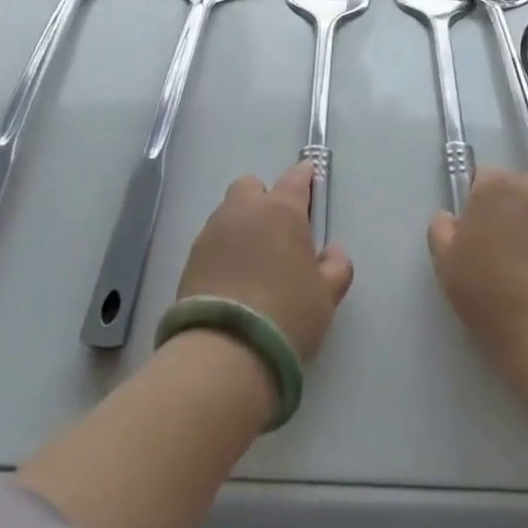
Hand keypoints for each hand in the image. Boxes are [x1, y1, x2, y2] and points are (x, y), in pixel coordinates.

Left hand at [176, 162, 354, 361]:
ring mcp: (213, 231)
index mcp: (282, 210)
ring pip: (229, 213)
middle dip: (264, 199)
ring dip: (242, 225)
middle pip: (252, 187)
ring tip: (253, 262)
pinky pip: (212, 241)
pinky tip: (232, 279)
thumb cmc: (288, 313)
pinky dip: (223, 250)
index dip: (305, 178)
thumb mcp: (326, 295)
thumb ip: (336, 266)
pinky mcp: (190, 257)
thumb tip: (332, 251)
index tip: (310, 186)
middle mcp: (245, 210)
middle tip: (278, 232)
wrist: (225, 350)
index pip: (296, 177)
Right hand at [428, 168, 527, 370]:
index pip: (481, 179)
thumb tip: (449, 217)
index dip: (476, 205)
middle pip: (514, 187)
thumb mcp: (447, 264)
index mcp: (495, 185)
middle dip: (506, 208)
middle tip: (500, 248)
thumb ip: (441, 230)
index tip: (475, 235)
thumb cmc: (491, 293)